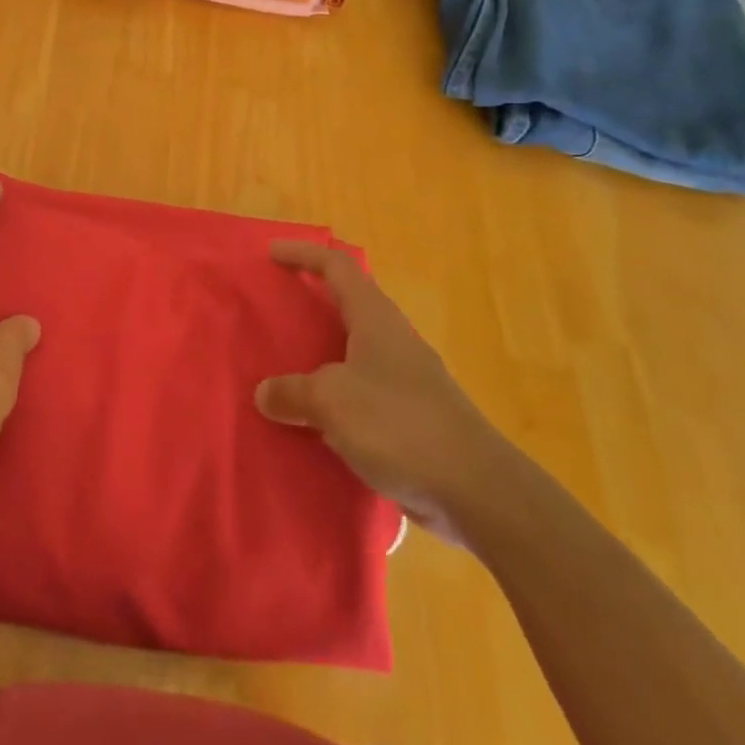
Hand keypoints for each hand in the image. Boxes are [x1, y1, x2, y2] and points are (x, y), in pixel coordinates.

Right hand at [256, 240, 518, 541]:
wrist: (478, 492)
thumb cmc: (400, 425)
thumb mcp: (331, 401)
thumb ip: (292, 392)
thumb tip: (265, 393)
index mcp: (375, 319)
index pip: (337, 267)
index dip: (303, 253)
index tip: (270, 252)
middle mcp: (392, 341)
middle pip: (348, 305)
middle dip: (311, 301)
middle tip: (275, 308)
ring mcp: (406, 382)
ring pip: (353, 353)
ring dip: (319, 354)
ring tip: (284, 367)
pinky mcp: (412, 420)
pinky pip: (360, 395)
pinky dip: (333, 398)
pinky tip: (313, 423)